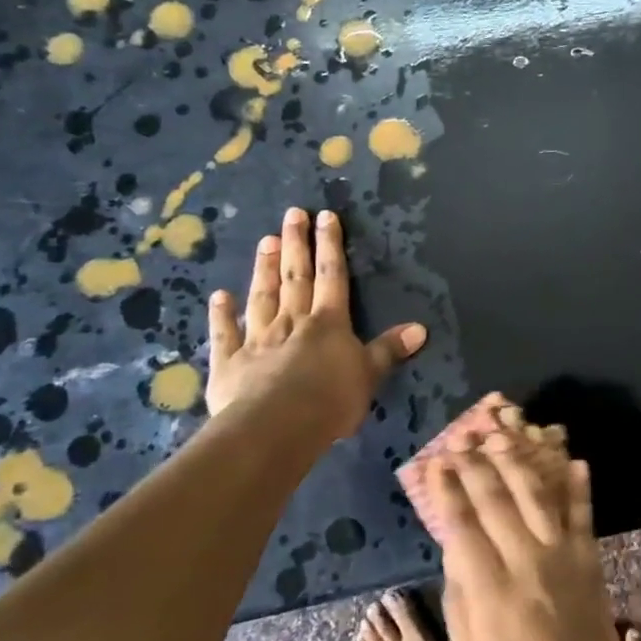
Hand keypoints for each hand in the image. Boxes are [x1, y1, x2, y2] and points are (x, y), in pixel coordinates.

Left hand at [205, 207, 426, 438]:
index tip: (325, 216)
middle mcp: (292, 322)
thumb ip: (389, 350)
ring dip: (264, 269)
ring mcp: (257, 340)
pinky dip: (222, 314)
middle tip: (291, 214)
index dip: (330, 246)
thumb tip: (421, 328)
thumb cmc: (330, 400)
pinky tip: (219, 296)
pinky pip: (225, 333)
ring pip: (262, 297)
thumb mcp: (370, 375)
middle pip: (295, 277)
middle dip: (296, 244)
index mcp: (328, 323)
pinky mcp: (229, 363)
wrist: (276, 426)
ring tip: (264, 241)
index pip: (332, 276)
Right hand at [425, 431, 631, 640]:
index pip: (462, 525)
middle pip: (496, 500)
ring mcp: (562, 558)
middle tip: (462, 436)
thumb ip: (460, 599)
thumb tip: (454, 551)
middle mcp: (526, 562)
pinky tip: (574, 459)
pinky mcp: (590, 561)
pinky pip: (584, 515)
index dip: (447, 489)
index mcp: (490, 590)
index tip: (435, 462)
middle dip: (476, 464)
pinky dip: (579, 486)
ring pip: (538, 496)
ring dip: (519, 461)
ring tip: (503, 435)